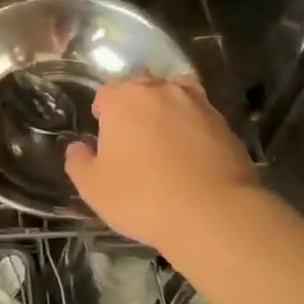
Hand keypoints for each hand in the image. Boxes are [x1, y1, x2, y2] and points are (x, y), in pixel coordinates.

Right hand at [65, 77, 262, 254]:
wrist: (213, 214)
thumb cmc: (142, 197)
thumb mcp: (93, 188)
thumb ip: (78, 162)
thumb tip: (79, 147)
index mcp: (124, 99)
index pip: (106, 94)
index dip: (103, 115)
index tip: (105, 141)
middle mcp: (162, 91)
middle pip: (142, 90)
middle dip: (135, 109)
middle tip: (133, 144)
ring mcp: (198, 105)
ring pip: (175, 99)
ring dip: (167, 115)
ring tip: (165, 146)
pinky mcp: (226, 125)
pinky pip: (200, 121)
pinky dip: (193, 132)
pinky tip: (192, 160)